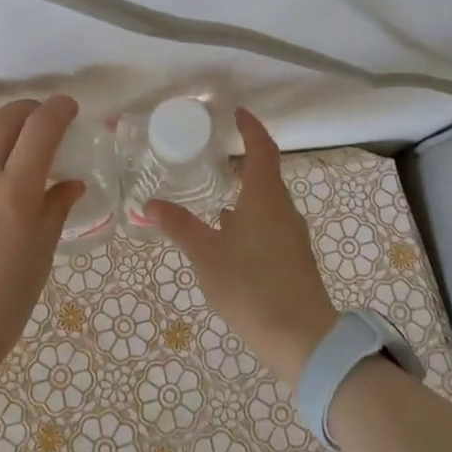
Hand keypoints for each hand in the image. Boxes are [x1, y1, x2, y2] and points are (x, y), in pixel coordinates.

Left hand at [0, 97, 85, 399]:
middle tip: (33, 119)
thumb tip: (71, 182)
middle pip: (4, 120)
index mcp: (15, 193)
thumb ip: (55, 210)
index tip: (65, 108)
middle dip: (26, 110)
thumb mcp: (40, 255)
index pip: (42, 129)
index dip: (58, 109)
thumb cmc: (2, 304)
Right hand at [146, 108, 338, 385]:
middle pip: (266, 173)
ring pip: (267, 200)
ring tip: (214, 194)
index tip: (237, 112)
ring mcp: (292, 234)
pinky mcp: (293, 257)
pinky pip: (270, 222)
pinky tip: (228, 235)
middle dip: (242, 161)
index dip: (251, 127)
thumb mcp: (206, 255)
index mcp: (265, 197)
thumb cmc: (251, 287)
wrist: (302, 339)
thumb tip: (149, 204)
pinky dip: (250, 216)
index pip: (263, 149)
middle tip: (212, 155)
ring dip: (245, 191)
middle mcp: (283, 209)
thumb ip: (179, 226)